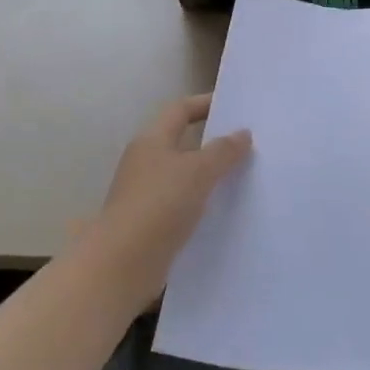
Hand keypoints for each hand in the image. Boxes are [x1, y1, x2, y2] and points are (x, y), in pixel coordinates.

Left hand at [97, 94, 251, 292]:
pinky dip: (203, 203)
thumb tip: (242, 133)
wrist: (121, 265)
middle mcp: (146, 162)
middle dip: (213, 141)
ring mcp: (146, 194)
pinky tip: (226, 211)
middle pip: (183, 142)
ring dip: (210, 175)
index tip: (234, 105)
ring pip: (184, 175)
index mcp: (152, 141)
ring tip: (244, 176)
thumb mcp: (198, 171)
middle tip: (247, 142)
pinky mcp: (151, 224)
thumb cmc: (159, 205)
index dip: (205, 103)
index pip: (180, 110)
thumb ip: (223, 151)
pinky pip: (183, 204)